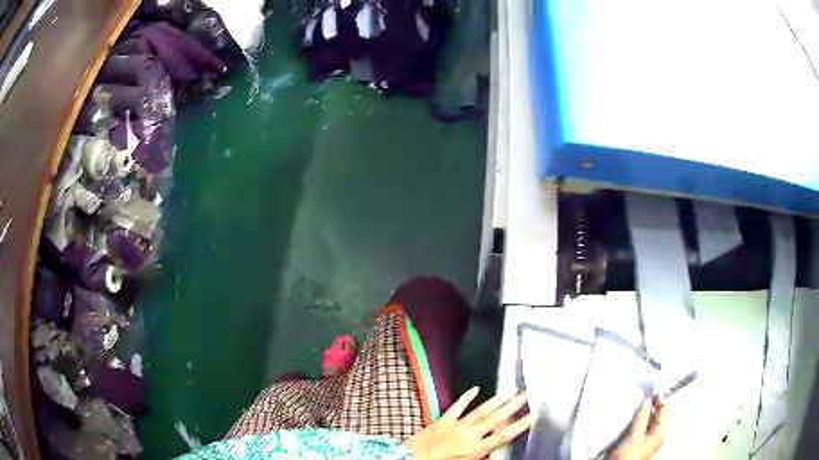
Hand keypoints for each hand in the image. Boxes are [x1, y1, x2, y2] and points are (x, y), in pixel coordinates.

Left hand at [403, 387, 530, 459]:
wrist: (411, 459)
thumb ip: (481, 457)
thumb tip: (496, 453)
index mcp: (476, 449)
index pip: (502, 437)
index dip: (518, 426)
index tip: (532, 415)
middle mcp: (469, 435)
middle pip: (495, 419)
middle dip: (512, 407)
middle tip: (526, 394)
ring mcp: (456, 426)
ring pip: (480, 411)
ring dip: (497, 400)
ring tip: (511, 390)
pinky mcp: (443, 420)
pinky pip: (456, 407)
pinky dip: (465, 397)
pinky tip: (475, 388)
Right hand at [611, 396, 667, 459]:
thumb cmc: (627, 456)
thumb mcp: (634, 437)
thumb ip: (642, 418)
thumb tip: (648, 400)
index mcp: (659, 433)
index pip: (663, 411)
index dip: (659, 400)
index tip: (652, 387)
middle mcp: (655, 436)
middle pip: (655, 416)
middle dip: (649, 406)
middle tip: (641, 394)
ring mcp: (645, 440)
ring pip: (646, 421)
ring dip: (641, 414)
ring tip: (634, 404)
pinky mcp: (635, 443)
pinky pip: (638, 428)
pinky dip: (635, 421)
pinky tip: (629, 417)